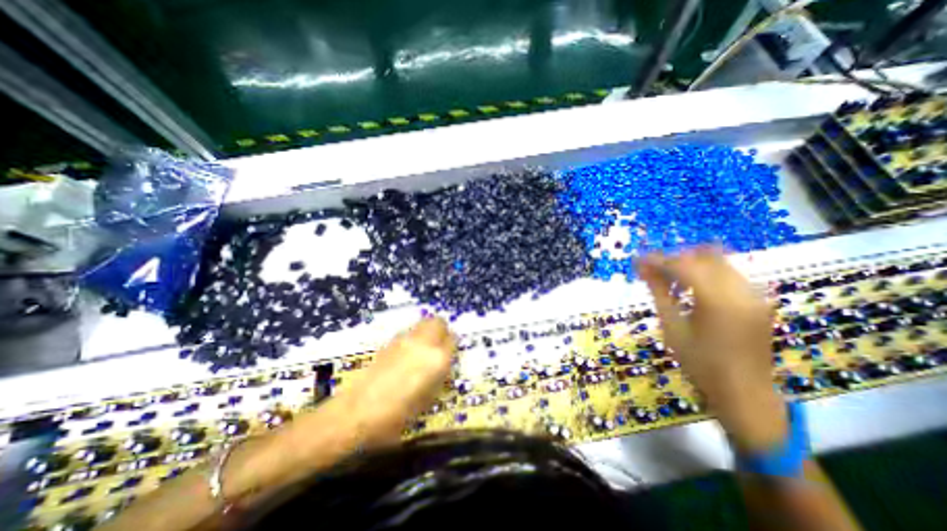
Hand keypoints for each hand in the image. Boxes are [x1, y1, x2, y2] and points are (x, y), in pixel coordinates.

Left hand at [340, 316, 459, 440]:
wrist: (356, 412)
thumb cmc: (397, 415)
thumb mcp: (427, 401)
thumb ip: (439, 378)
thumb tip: (442, 366)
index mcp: (437, 359)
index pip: (453, 340)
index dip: (452, 347)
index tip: (450, 355)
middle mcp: (423, 343)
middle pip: (439, 322)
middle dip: (443, 331)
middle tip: (440, 346)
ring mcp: (405, 339)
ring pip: (424, 323)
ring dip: (428, 332)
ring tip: (424, 350)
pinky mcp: (390, 341)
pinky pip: (410, 332)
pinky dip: (414, 338)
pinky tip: (407, 355)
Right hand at [640, 248, 787, 450]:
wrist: (744, 393)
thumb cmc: (700, 363)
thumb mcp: (672, 327)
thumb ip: (658, 292)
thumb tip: (641, 268)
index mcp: (718, 300)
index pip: (683, 265)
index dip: (657, 260)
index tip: (638, 261)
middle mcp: (742, 290)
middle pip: (703, 256)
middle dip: (674, 259)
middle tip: (653, 271)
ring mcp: (754, 294)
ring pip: (717, 261)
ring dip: (690, 265)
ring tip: (669, 281)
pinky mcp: (758, 300)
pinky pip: (728, 273)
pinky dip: (705, 274)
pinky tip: (690, 290)